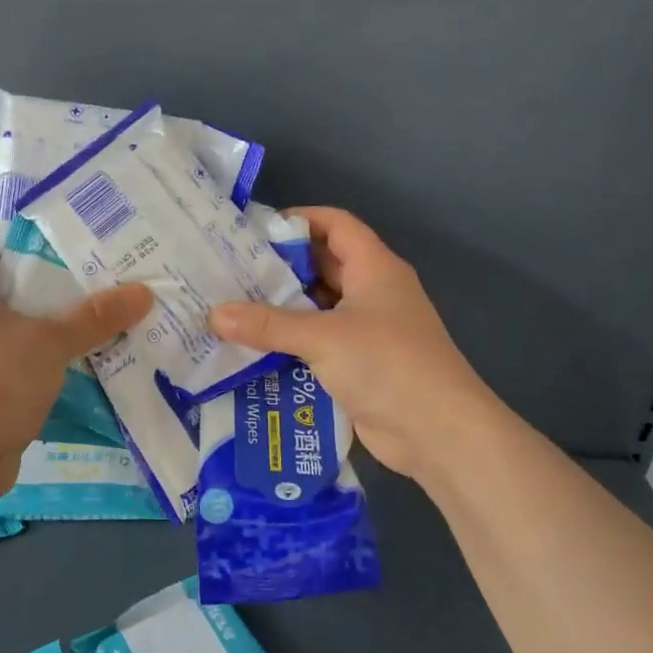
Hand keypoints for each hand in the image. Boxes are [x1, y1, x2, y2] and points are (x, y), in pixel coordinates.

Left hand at [0, 215, 152, 504]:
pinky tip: (77, 345)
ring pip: (2, 314)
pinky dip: (36, 344)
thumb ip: (94, 317)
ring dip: (40, 308)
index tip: (42, 211)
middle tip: (84, 251)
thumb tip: (144, 293)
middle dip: (35, 261)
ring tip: (90, 294)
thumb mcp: (48, 345)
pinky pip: (8, 349)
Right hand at [210, 207, 495, 485]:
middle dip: (280, 267)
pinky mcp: (359, 365)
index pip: (336, 224)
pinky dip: (290, 344)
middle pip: (322, 265)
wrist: (438, 432)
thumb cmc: (387, 364)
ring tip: (232, 308)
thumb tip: (214, 314)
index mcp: (374, 268)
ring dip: (281, 309)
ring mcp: (367, 330)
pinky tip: (253, 350)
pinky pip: (318, 343)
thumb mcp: (323, 338)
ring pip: (318, 308)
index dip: (299, 220)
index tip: (254, 230)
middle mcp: (372, 292)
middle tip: (230, 271)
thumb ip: (268, 325)